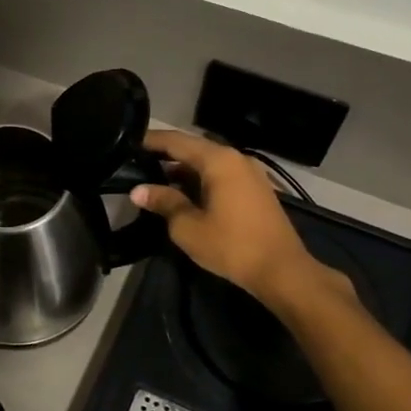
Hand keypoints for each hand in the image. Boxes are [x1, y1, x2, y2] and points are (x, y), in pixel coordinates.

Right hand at [130, 130, 353, 313]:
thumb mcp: (188, 226)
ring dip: (183, 170)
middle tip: (137, 163)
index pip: (177, 141)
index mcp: (218, 160)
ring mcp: (249, 173)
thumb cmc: (232, 245)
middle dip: (165, 155)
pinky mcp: (256, 189)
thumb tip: (138, 190)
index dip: (151, 140)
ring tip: (155, 180)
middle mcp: (236, 158)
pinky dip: (200, 179)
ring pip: (208, 163)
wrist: (282, 270)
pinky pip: (221, 175)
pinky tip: (184, 193)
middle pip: (193, 149)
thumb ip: (164, 202)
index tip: (129, 142)